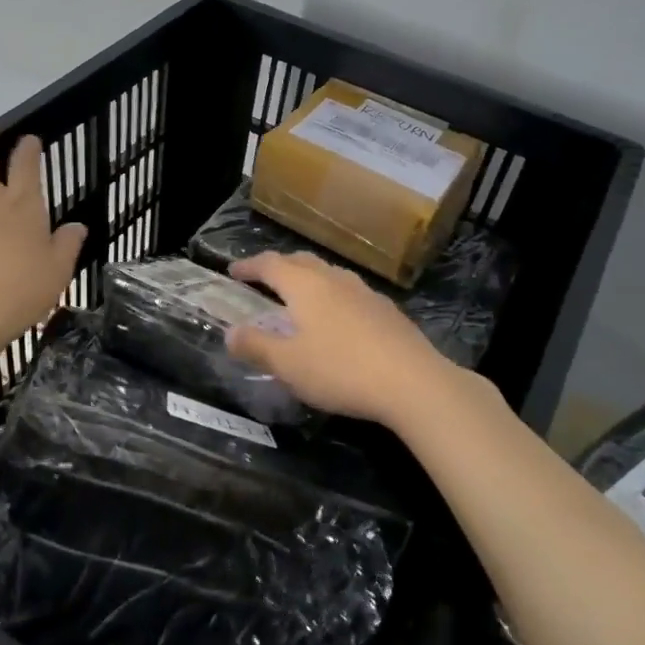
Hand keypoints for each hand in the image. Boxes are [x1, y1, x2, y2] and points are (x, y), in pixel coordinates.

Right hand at [225, 251, 455, 425]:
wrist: (413, 382)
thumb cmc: (340, 370)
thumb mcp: (288, 365)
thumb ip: (256, 346)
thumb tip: (230, 333)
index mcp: (305, 285)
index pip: (270, 264)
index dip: (248, 266)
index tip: (233, 270)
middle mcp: (334, 279)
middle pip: (301, 262)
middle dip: (279, 267)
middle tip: (263, 280)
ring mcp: (365, 292)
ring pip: (329, 275)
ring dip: (309, 280)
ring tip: (300, 299)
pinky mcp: (387, 310)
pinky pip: (350, 293)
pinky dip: (333, 297)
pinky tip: (338, 321)